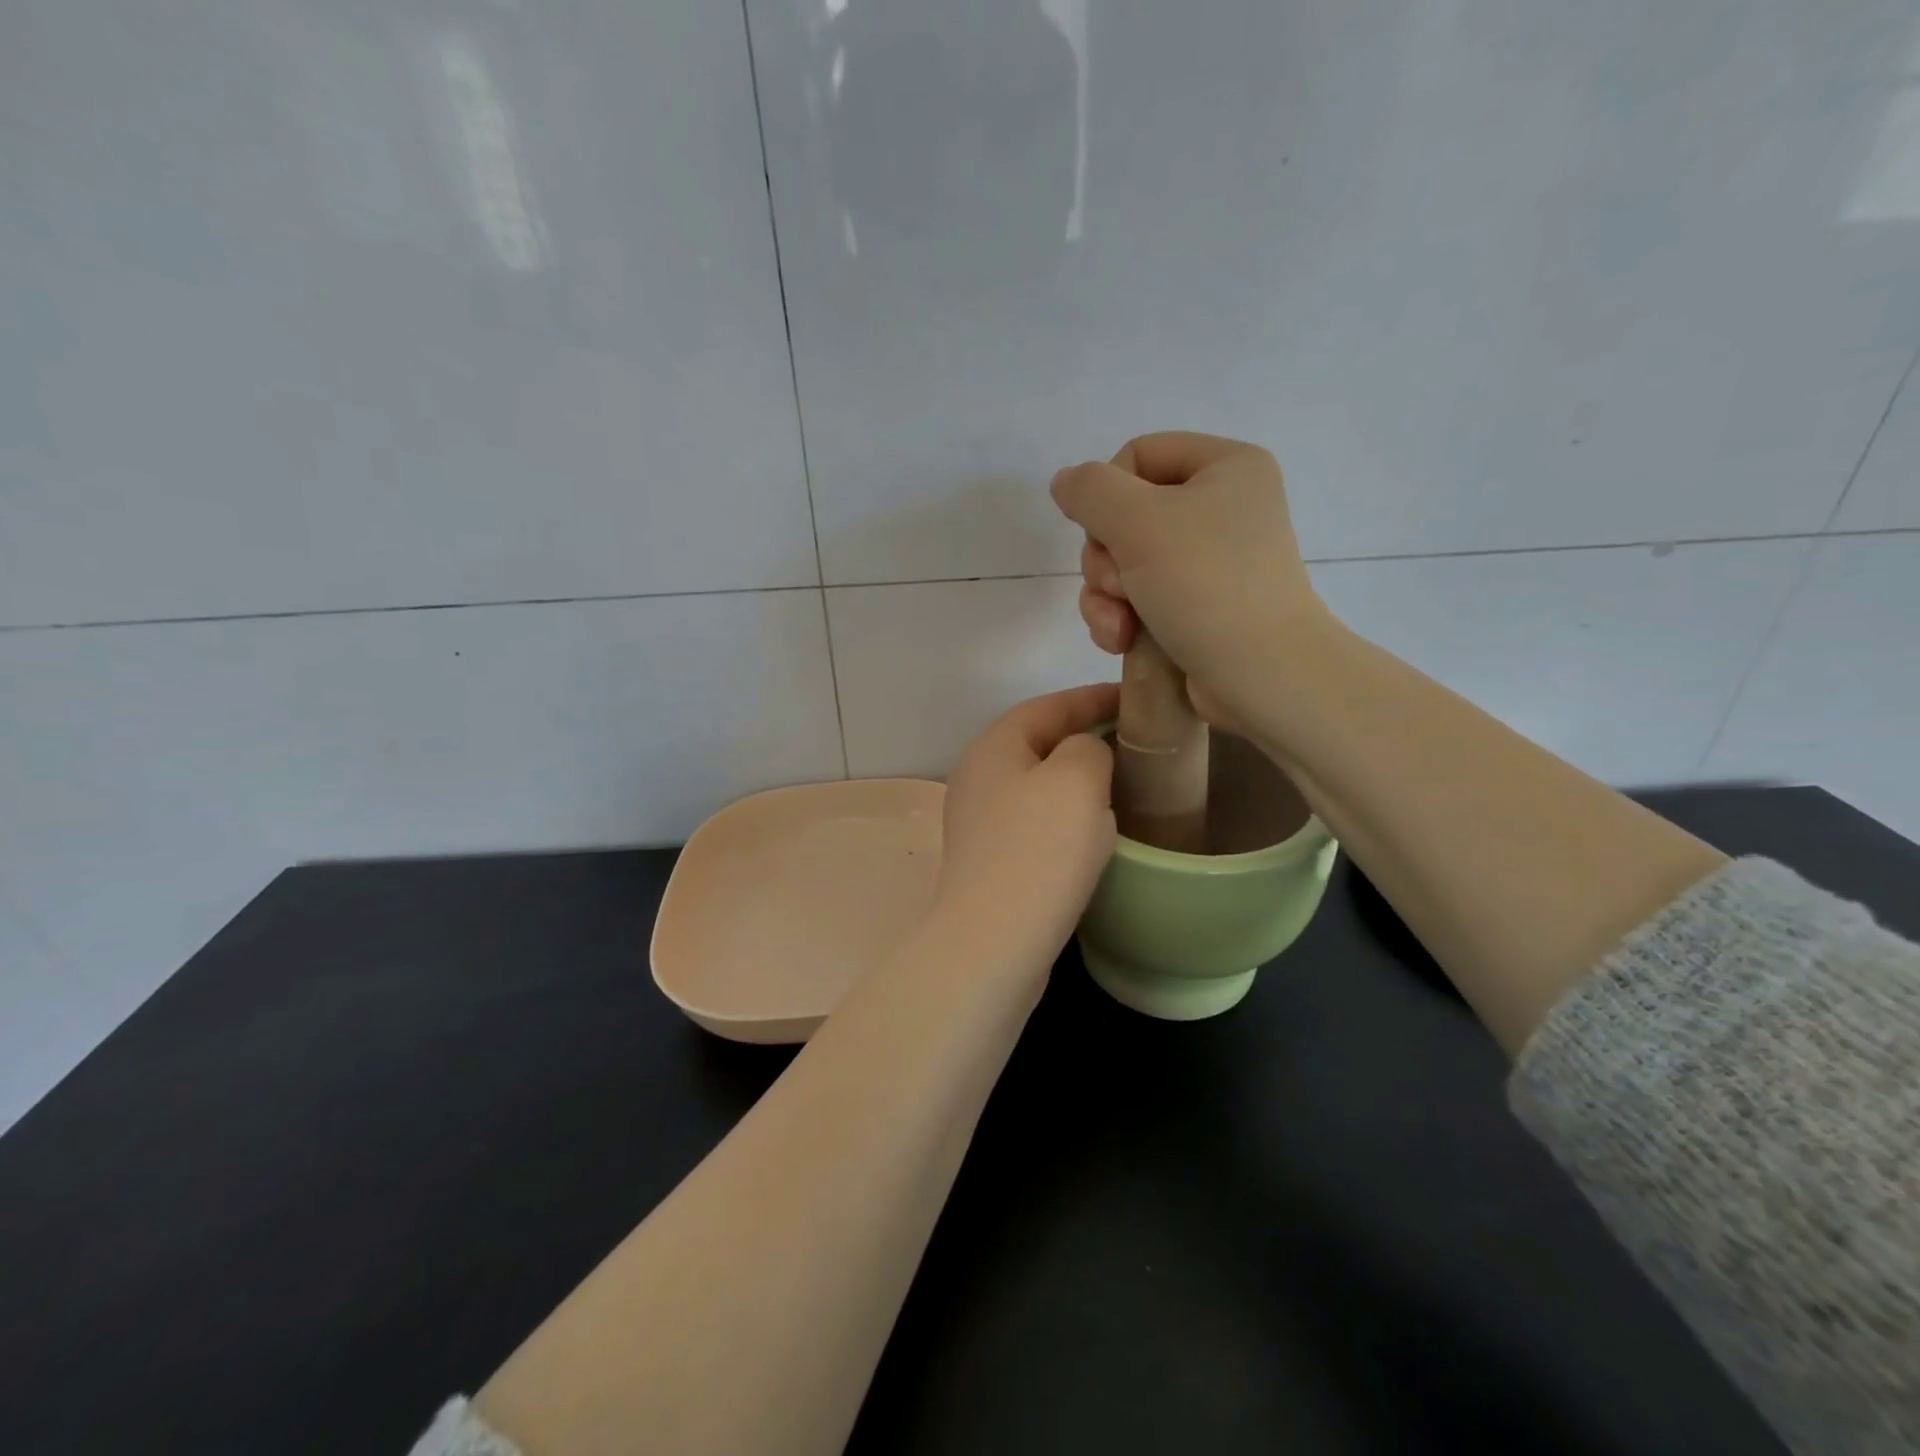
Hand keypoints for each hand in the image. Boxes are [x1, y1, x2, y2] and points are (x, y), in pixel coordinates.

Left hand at [934, 683, 1119, 972]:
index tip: (1138, 699)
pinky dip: (1068, 818)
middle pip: (1041, 743)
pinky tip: (1097, 833)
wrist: (994, 943)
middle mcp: (979, 777)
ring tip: (1126, 784)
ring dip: (1079, 782)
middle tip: (1137, 742)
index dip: (1094, 698)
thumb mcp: (1077, 778)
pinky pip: (1037, 823)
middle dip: (1088, 738)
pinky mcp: (992, 861)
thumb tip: (1085, 755)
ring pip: (1040, 786)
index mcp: (993, 746)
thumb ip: (1089, 746)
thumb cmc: (1038, 850)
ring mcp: (981, 822)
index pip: (1049, 705)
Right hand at [1050, 432, 1326, 725]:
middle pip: (1123, 515)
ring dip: (1104, 596)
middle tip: (1120, 587)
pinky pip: (1135, 597)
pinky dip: (1120, 618)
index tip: (1106, 532)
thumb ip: (1091, 491)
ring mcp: (1206, 562)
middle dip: (1105, 559)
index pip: (1138, 454)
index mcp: (1226, 467)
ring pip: (1121, 562)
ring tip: (1119, 625)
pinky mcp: (1193, 607)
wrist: (1260, 676)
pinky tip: (1121, 641)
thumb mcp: (1140, 522)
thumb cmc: (1206, 585)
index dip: (1107, 492)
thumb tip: (1065, 481)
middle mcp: (1220, 508)